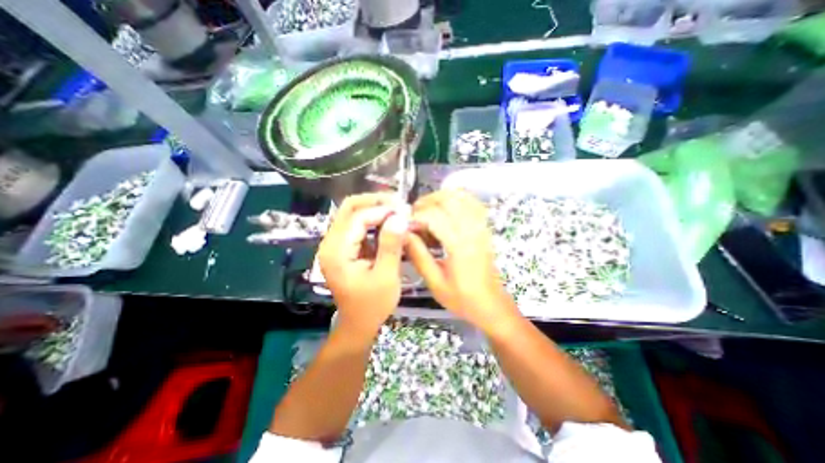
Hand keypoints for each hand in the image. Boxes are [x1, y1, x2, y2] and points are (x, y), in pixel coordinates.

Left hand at [317, 193, 410, 338]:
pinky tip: (390, 223)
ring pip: (354, 213)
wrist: (358, 322)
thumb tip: (399, 216)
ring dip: (376, 209)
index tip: (405, 211)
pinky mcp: (344, 246)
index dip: (382, 210)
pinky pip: (358, 224)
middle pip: (350, 208)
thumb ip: (391, 245)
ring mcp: (336, 243)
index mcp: (336, 252)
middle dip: (376, 202)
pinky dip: (375, 220)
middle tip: (400, 204)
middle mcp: (330, 243)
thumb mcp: (386, 276)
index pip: (357, 217)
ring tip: (398, 211)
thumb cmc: (373, 304)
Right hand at [408, 188, 516, 331]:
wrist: (490, 304)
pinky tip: (446, 208)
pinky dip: (457, 198)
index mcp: (459, 245)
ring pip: (461, 196)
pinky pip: (472, 202)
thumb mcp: (434, 282)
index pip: (434, 216)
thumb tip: (404, 234)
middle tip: (414, 215)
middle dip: (426, 202)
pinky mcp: (484, 227)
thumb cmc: (462, 297)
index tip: (405, 226)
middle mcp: (472, 230)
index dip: (416, 216)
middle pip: (447, 199)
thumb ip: (418, 255)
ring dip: (440, 197)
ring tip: (427, 210)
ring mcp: (481, 226)